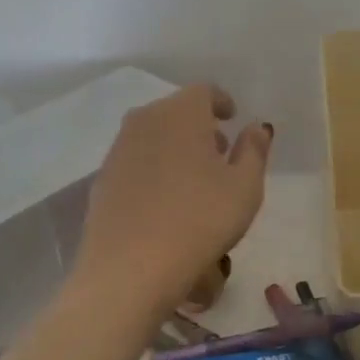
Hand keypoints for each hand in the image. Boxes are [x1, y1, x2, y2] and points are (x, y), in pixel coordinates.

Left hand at [74, 83, 271, 314]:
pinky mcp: (102, 179)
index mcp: (181, 112)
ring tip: (193, 180)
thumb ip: (253, 150)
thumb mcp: (244, 187)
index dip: (221, 102)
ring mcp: (118, 149)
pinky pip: (135, 162)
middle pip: (176, 112)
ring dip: (174, 147)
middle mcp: (145, 120)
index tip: (232, 118)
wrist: (130, 267)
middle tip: (219, 153)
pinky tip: (164, 201)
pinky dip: (153, 169)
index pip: (204, 91)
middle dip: (199, 127)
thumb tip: (256, 126)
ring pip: (153, 136)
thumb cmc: (200, 220)